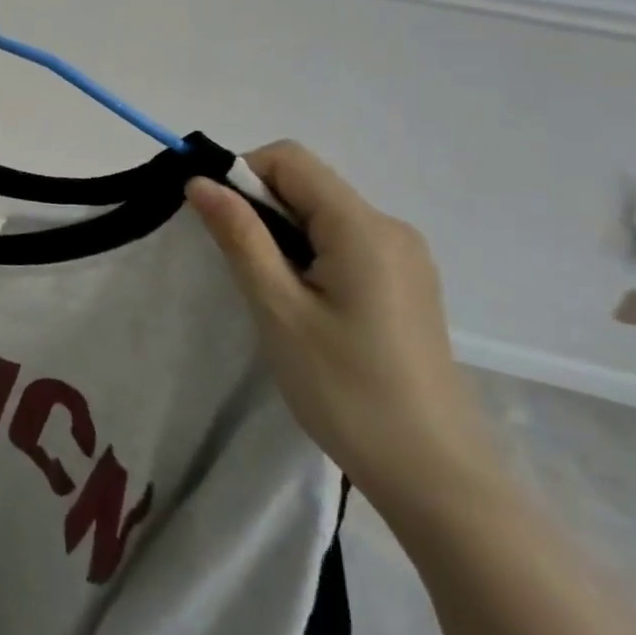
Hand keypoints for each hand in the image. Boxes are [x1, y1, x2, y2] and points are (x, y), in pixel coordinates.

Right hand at [185, 142, 500, 518]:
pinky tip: (303, 306)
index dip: (240, 174)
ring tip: (268, 293)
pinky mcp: (407, 284)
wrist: (434, 474)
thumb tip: (201, 182)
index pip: (289, 159)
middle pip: (308, 185)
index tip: (212, 221)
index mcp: (362, 226)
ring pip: (324, 215)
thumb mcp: (279, 310)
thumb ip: (240, 238)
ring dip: (282, 235)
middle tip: (235, 266)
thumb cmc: (347, 390)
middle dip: (259, 208)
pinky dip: (309, 255)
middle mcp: (390, 227)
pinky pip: (345, 244)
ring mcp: (405, 257)